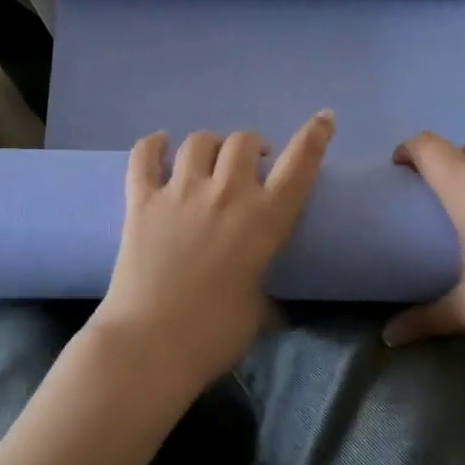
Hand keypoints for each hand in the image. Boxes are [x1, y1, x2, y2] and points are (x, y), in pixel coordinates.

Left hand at [87, 111, 335, 395]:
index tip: (324, 119)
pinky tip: (160, 144)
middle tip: (252, 165)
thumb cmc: (214, 336)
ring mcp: (180, 193)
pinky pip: (144, 156)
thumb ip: (266, 296)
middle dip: (252, 146)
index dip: (315, 136)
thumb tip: (274, 307)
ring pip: (199, 141)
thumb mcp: (258, 314)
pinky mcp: (141, 201)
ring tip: (210, 159)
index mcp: (264, 221)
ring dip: (210, 144)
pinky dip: (153, 145)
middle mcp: (226, 194)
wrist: (150, 345)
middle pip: (243, 141)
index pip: (300, 165)